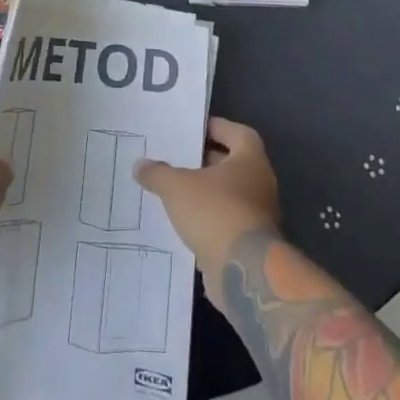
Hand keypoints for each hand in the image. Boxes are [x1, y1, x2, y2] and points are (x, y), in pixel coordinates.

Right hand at [135, 118, 281, 308]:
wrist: (243, 271)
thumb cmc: (215, 212)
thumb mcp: (176, 186)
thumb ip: (158, 172)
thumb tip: (140, 165)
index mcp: (250, 161)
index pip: (238, 133)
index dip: (217, 128)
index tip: (193, 129)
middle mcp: (259, 184)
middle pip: (232, 164)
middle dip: (205, 161)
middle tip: (175, 157)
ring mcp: (257, 216)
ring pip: (227, 195)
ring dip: (204, 192)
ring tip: (172, 189)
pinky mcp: (248, 243)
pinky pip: (224, 221)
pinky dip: (206, 218)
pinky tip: (181, 221)